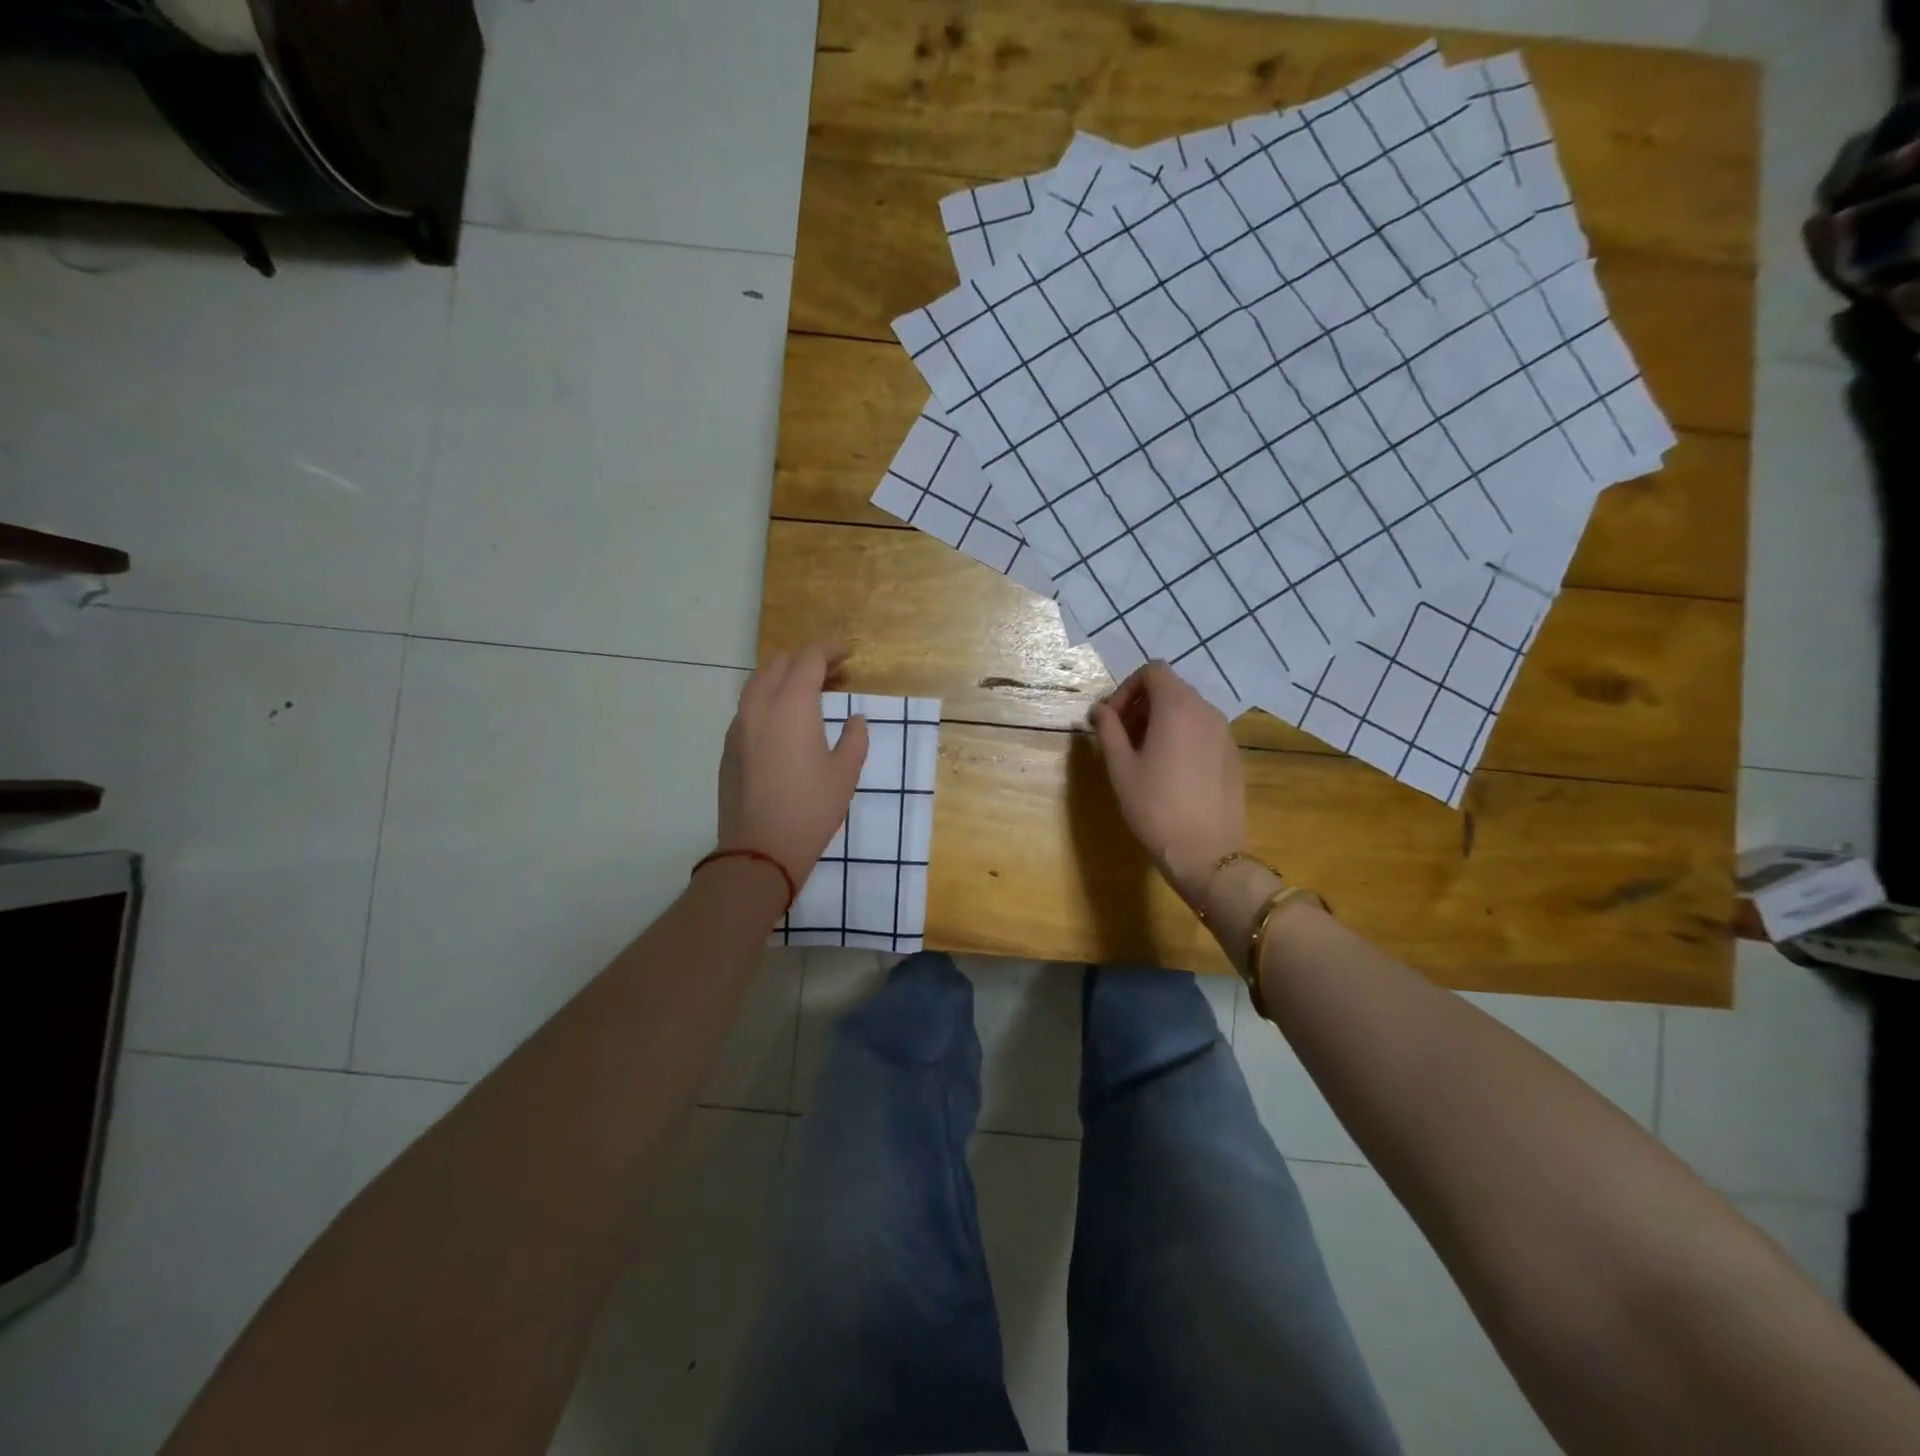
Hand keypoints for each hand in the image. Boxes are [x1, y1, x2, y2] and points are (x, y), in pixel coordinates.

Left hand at [718, 645, 868, 884]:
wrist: (759, 850)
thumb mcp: (845, 773)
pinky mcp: (729, 748)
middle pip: (779, 663)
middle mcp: (759, 706)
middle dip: (806, 660)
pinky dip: (768, 700)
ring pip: (757, 682)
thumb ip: (854, 739)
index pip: (808, 658)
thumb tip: (854, 720)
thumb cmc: (811, 810)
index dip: (830, 650)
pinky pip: (748, 708)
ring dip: (784, 678)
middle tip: (833, 674)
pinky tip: (786, 723)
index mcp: (791, 706)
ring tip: (808, 694)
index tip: (848, 655)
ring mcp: (739, 726)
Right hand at [1090, 660, 1245, 905]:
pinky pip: (1204, 732)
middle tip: (1122, 739)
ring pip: (1188, 711)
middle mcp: (1206, 711)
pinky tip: (1171, 773)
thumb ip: (1109, 729)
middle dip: (1142, 705)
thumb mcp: (1120, 767)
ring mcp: (1225, 733)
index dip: (1127, 688)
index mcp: (1177, 707)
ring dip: (1162, 721)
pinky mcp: (1234, 756)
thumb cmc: (1154, 806)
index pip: (1153, 671)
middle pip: (1171, 689)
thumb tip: (1100, 710)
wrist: (1206, 853)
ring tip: (1144, 757)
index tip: (1112, 720)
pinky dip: (1183, 738)